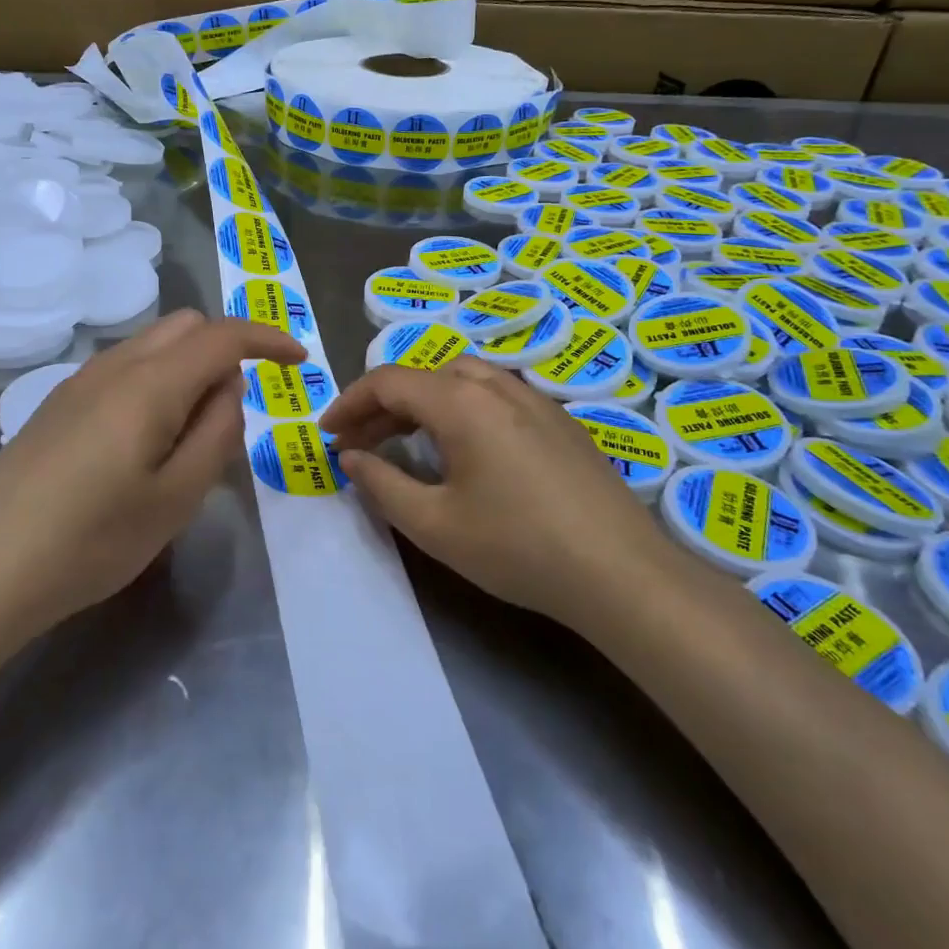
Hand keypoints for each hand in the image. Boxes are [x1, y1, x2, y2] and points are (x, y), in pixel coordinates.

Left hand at [0, 310, 304, 635]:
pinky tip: (145, 441)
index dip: (268, 339)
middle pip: (186, 325)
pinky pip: (124, 369)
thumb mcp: (177, 497)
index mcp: (151, 382)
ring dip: (188, 367)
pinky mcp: (57, 404)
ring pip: (152, 344)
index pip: (223, 335)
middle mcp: (114, 365)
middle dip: (226, 349)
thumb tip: (229, 387)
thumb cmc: (91, 539)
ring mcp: (79, 381)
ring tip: (191, 435)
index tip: (298, 362)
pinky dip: (156, 381)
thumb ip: (217, 431)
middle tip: (237, 410)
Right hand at [323, 357, 668, 630]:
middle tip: (361, 443)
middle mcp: (498, 386)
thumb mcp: (433, 524)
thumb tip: (350, 456)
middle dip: (384, 404)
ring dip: (425, 401)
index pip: (388, 381)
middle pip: (426, 375)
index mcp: (461, 402)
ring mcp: (536, 400)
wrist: (621, 573)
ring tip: (408, 440)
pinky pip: (498, 396)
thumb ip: (381, 483)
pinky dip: (463, 408)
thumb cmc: (517, 547)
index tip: (327, 434)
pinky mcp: (562, 422)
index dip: (350, 403)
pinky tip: (467, 451)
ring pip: (465, 379)